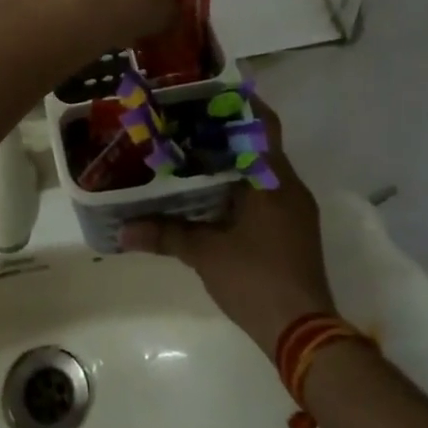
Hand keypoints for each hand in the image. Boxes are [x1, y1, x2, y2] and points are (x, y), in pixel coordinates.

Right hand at [119, 101, 336, 360]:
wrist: (304, 334)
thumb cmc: (256, 279)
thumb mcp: (205, 253)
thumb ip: (165, 234)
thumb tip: (123, 230)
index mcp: (273, 179)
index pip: (262, 124)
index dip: (239, 104)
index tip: (208, 93)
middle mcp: (289, 186)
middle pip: (260, 144)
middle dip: (227, 132)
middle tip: (187, 122)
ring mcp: (296, 210)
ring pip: (264, 170)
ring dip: (234, 160)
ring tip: (193, 153)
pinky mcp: (294, 231)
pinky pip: (267, 192)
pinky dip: (242, 185)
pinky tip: (213, 194)